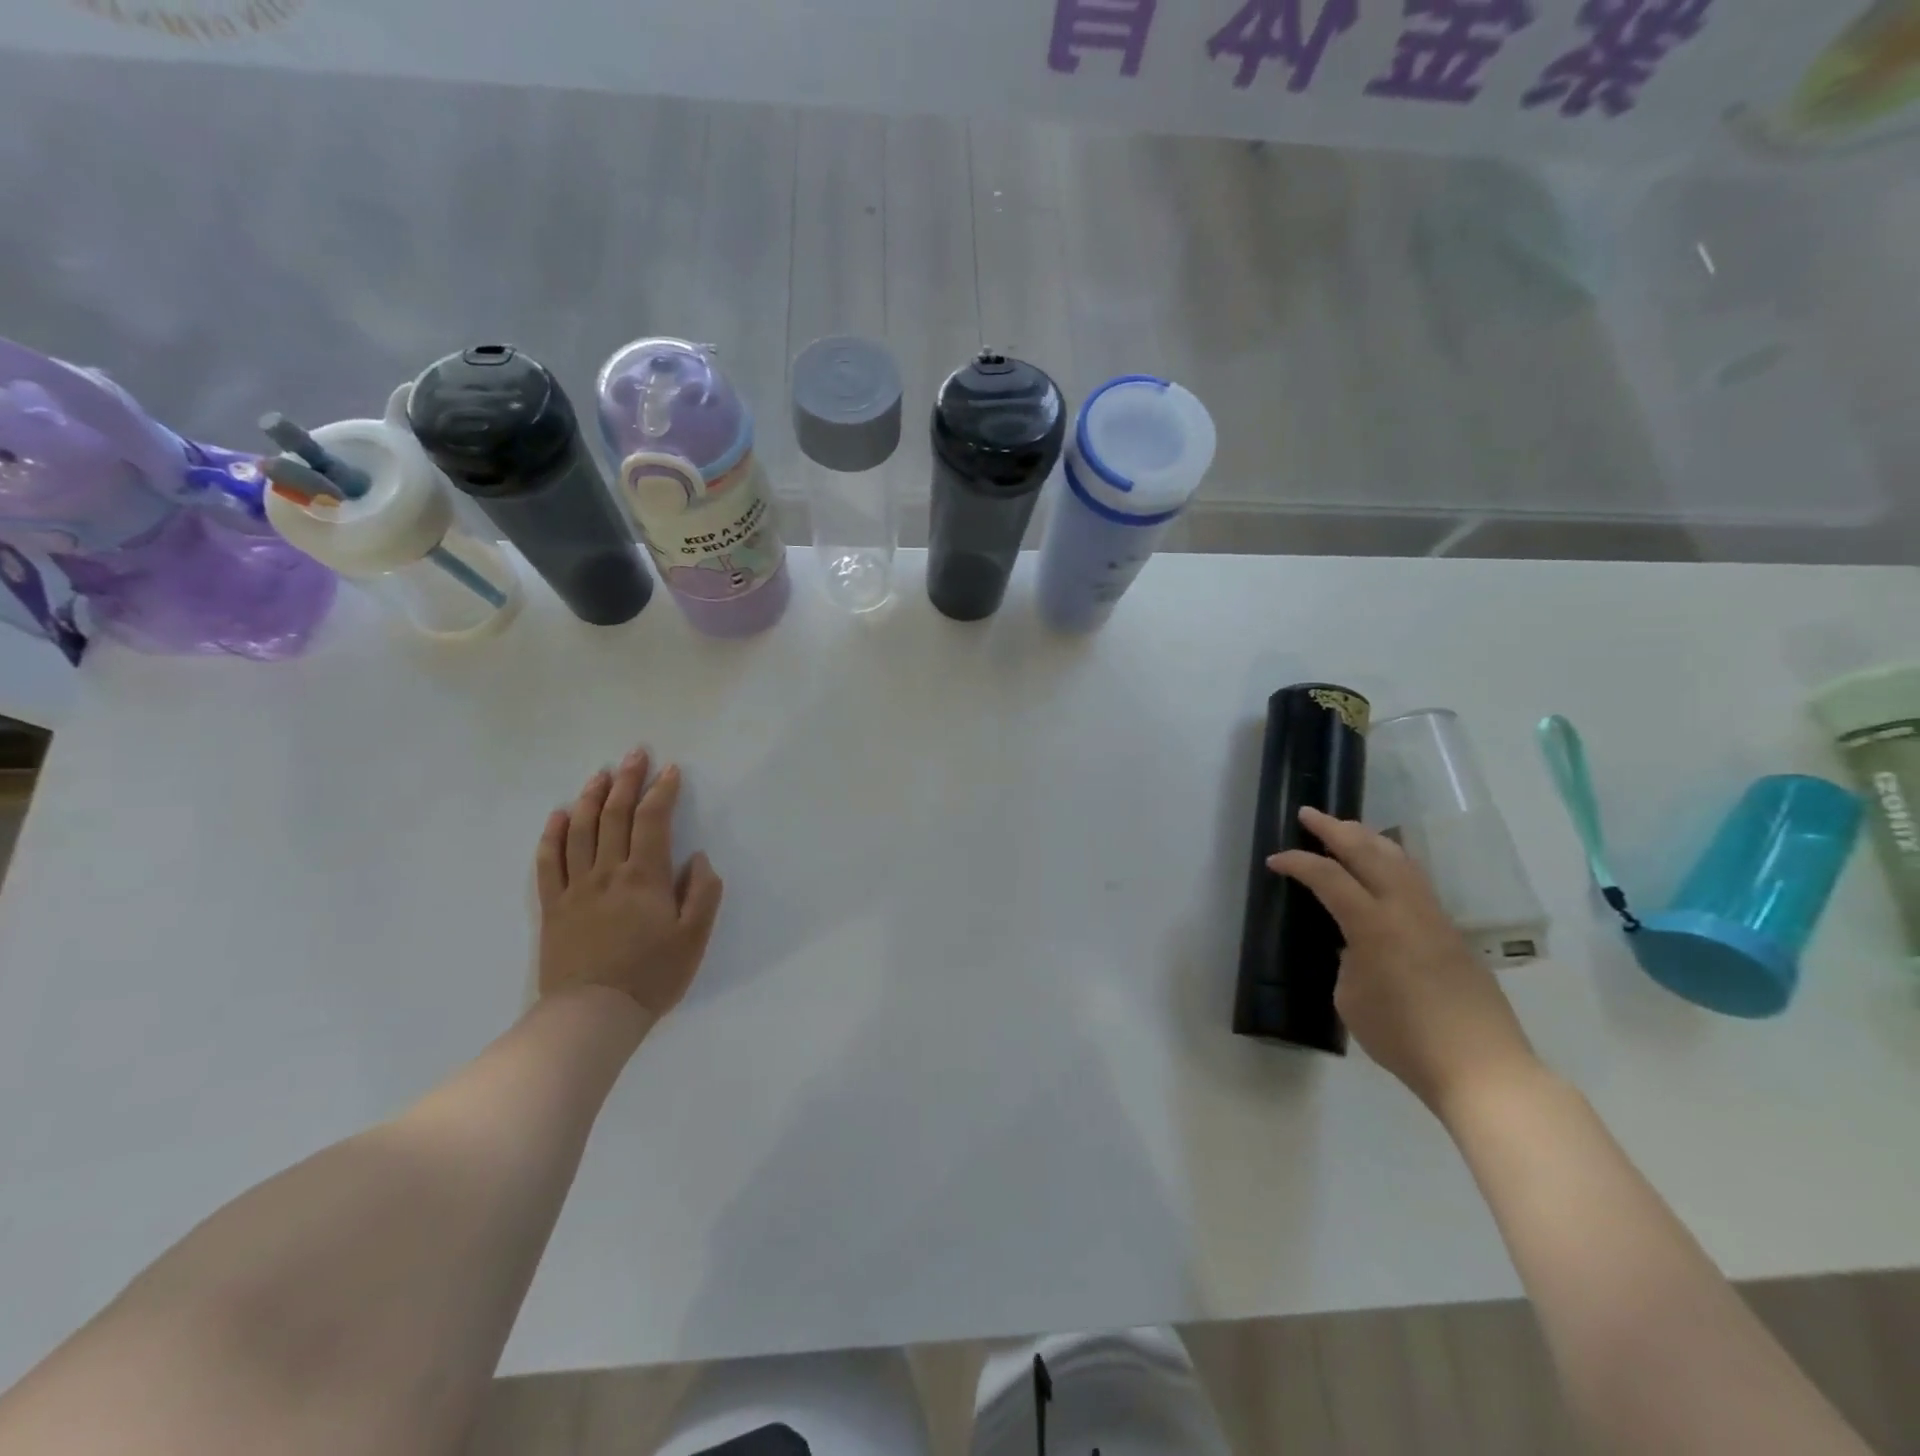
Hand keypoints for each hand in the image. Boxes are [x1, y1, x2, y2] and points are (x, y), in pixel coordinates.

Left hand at [535, 747, 723, 1023]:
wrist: (592, 1015)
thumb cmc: (651, 976)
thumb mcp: (694, 938)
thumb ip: (702, 893)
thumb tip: (697, 858)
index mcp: (645, 877)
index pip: (652, 821)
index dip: (661, 792)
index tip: (670, 770)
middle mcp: (608, 873)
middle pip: (614, 816)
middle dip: (626, 781)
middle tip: (634, 754)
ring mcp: (575, 888)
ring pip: (580, 831)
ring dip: (591, 798)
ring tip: (600, 774)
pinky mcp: (553, 907)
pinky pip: (548, 863)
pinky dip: (553, 835)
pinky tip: (559, 815)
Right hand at [1270, 808, 1538, 1119]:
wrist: (1482, 1069)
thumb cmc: (1404, 1039)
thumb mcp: (1351, 999)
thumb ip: (1349, 959)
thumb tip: (1356, 945)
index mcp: (1374, 926)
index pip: (1329, 877)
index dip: (1298, 862)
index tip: (1275, 860)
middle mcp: (1405, 909)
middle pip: (1368, 851)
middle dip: (1334, 829)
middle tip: (1308, 814)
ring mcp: (1434, 917)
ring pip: (1399, 858)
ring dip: (1367, 837)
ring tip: (1345, 828)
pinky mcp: (1451, 930)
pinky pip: (1415, 879)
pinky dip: (1390, 859)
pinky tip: (1382, 864)